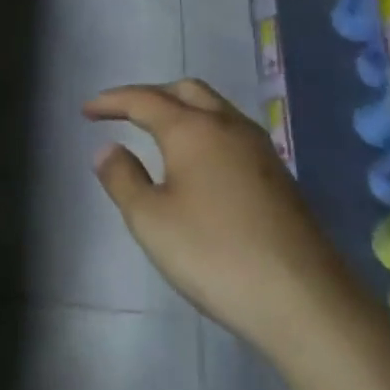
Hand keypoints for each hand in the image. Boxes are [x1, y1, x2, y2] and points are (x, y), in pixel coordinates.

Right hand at [85, 80, 351, 352]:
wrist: (302, 299)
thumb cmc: (213, 253)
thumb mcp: (150, 219)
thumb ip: (122, 178)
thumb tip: (108, 149)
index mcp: (193, 130)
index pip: (144, 100)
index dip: (112, 101)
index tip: (86, 110)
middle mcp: (229, 127)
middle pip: (187, 91)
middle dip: (151, 95)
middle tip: (123, 113)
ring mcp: (260, 151)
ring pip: (215, 110)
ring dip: (181, 110)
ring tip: (155, 134)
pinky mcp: (278, 176)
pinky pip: (231, 134)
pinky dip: (203, 132)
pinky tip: (195, 164)